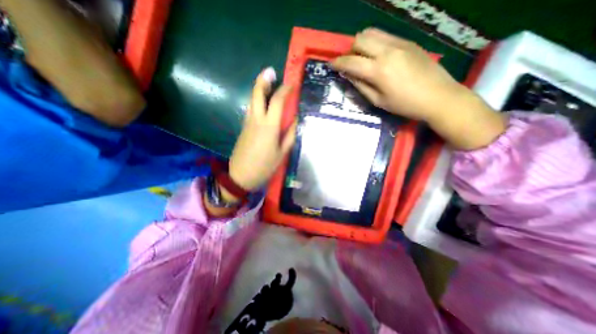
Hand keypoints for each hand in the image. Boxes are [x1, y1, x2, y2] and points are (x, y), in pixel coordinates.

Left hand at [228, 68, 295, 192]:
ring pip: (251, 100)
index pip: (277, 101)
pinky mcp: (243, 128)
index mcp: (268, 126)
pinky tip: (263, 103)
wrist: (241, 176)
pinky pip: (250, 110)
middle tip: (270, 71)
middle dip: (263, 80)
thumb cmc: (265, 166)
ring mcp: (247, 123)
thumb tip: (295, 121)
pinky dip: (257, 101)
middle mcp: (256, 120)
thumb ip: (290, 135)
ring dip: (259, 89)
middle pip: (257, 94)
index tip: (292, 83)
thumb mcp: (282, 153)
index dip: (285, 89)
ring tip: (267, 82)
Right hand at [334, 28, 503, 149]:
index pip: (351, 61)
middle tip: (350, 63)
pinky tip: (378, 56)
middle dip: (350, 51)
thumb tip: (348, 75)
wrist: (438, 96)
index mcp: (378, 70)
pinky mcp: (408, 41)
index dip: (338, 63)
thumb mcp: (378, 101)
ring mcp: (399, 43)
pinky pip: (385, 36)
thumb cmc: (404, 104)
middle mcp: (387, 51)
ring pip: (372, 33)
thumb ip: (361, 86)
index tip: (331, 65)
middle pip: (360, 39)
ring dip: (362, 44)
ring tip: (363, 58)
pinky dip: (375, 43)